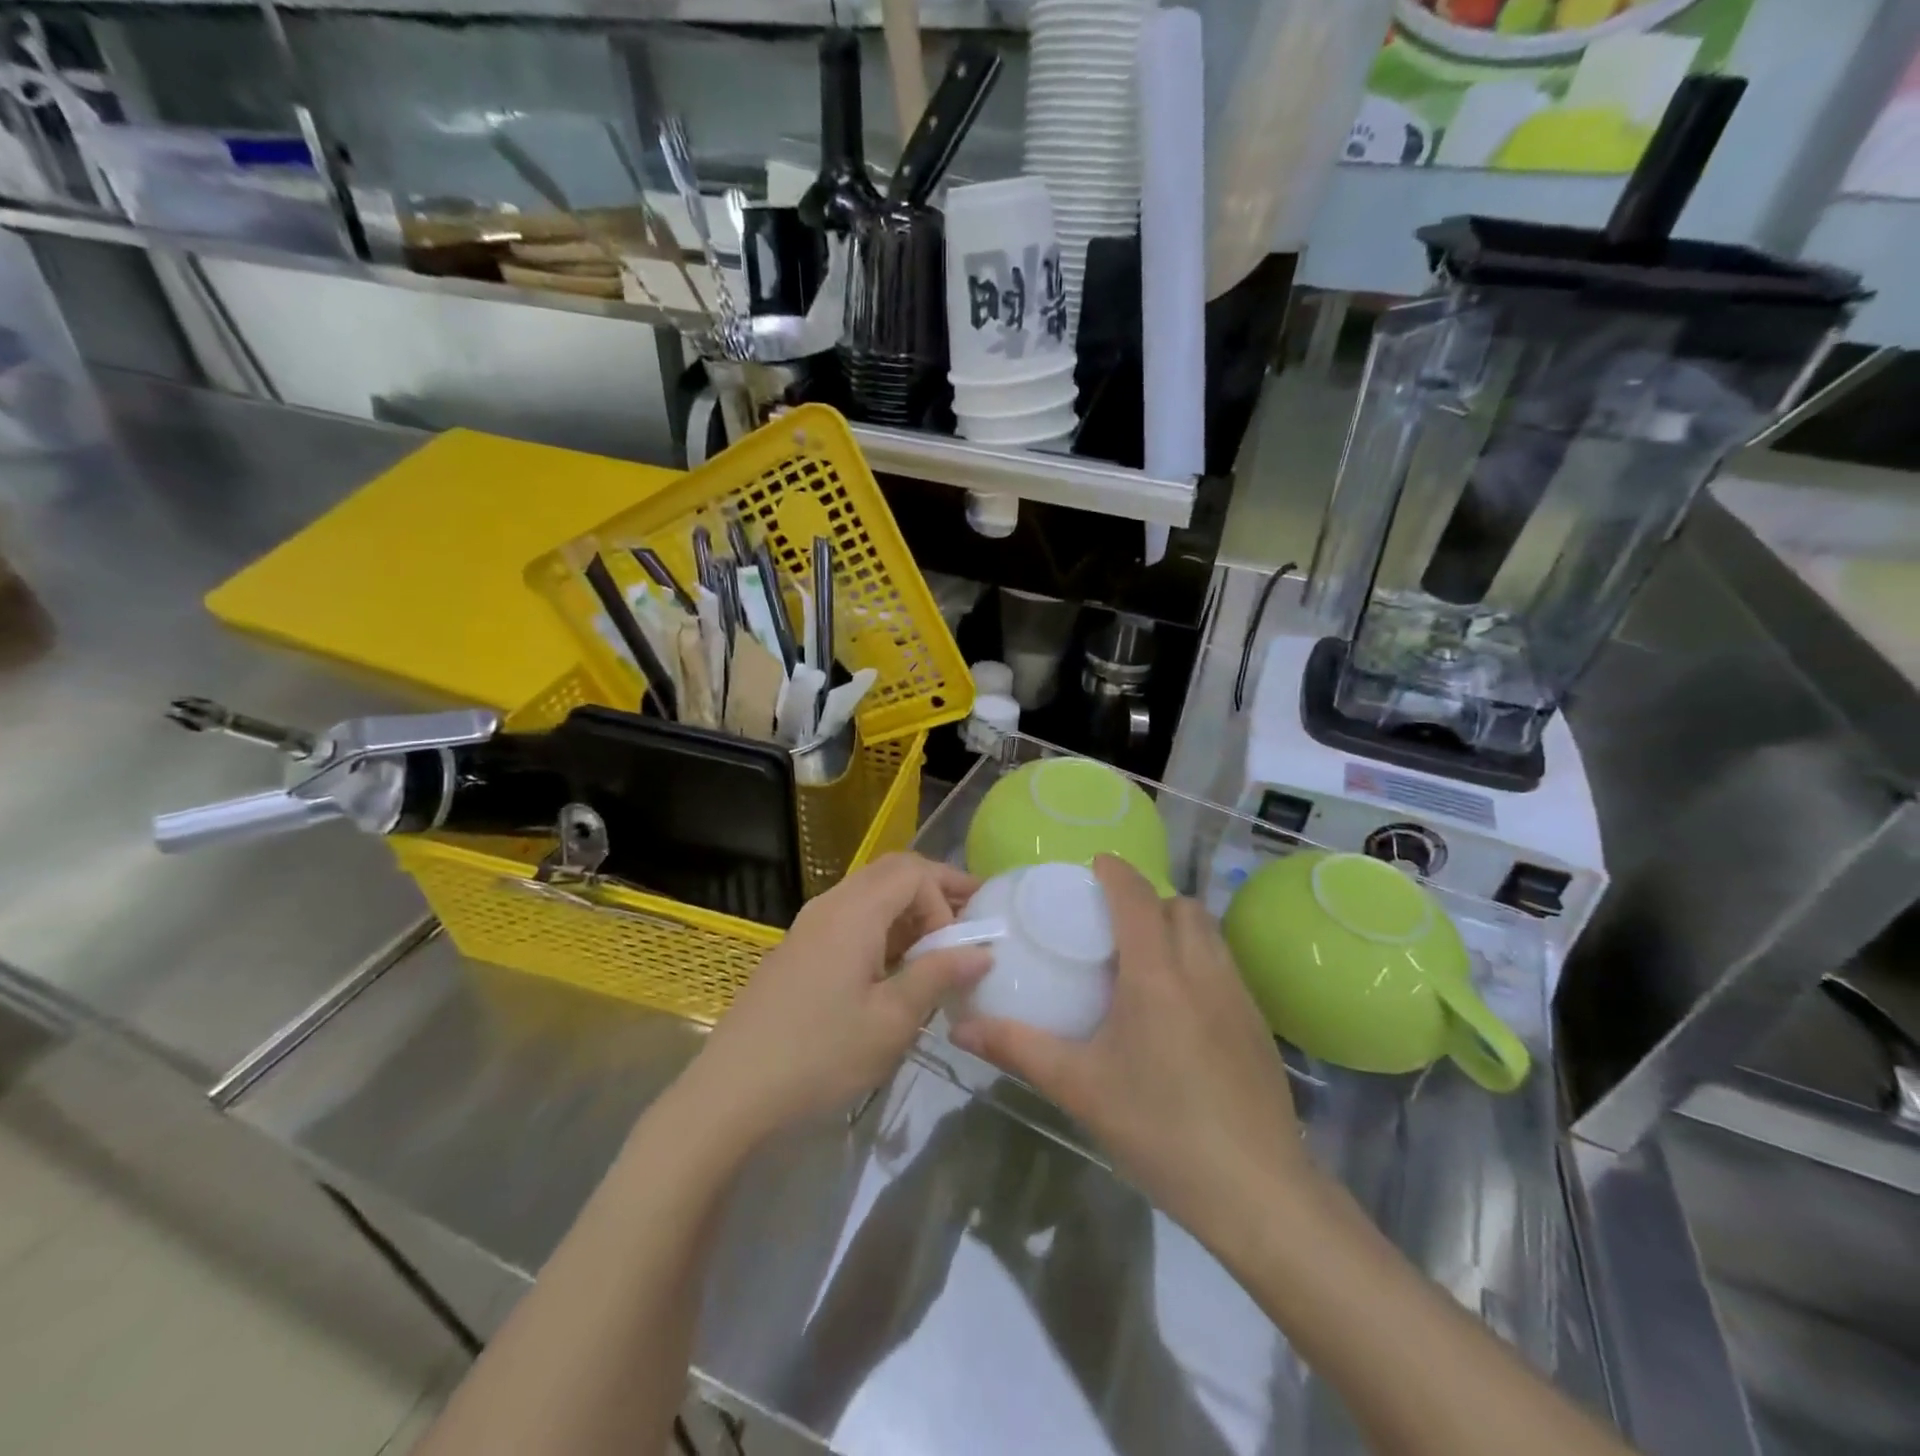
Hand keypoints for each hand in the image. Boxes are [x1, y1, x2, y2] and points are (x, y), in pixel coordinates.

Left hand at [688, 853, 988, 1146]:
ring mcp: (809, 926)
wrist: (731, 1092)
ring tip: (939, 943)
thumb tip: (981, 952)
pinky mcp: (799, 950)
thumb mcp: (891, 1021)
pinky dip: (883, 926)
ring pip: (869, 893)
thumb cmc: (820, 1055)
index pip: (913, 872)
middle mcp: (830, 905)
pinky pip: (850, 917)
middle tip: (970, 914)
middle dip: (934, 888)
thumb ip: (937, 976)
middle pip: (891, 872)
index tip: (954, 948)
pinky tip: (895, 964)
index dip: (944, 899)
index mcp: (854, 912)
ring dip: (908, 908)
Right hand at [950, 856, 1318, 1243]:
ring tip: (1144, 960)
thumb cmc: (1161, 1129)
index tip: (1093, 866)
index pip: (1137, 897)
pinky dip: (1198, 959)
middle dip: (1147, 899)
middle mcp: (1202, 970)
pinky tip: (1178, 1007)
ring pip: (1209, 933)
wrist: (1258, 1193)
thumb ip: (1018, 1049)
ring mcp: (1238, 996)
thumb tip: (961, 1030)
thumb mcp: (1080, 1088)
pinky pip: (1224, 965)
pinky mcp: (1258, 1025)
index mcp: (1157, 974)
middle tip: (1112, 924)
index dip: (1115, 872)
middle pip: (1180, 906)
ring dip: (1177, 926)